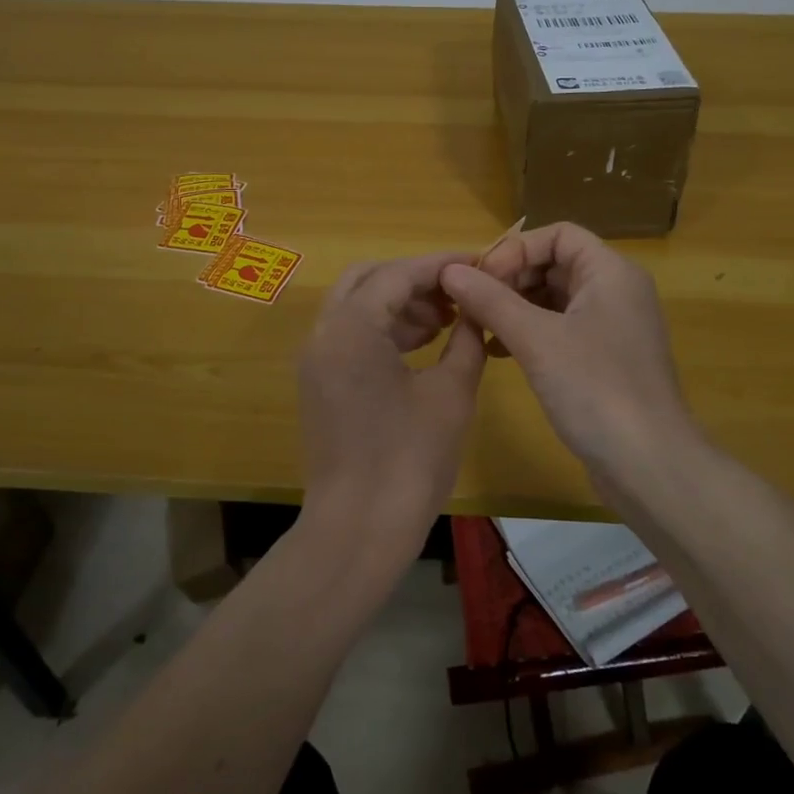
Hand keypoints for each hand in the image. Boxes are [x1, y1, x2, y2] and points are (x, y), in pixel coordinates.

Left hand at [297, 252, 487, 566]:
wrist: (358, 530)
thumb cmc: (410, 460)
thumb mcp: (451, 393)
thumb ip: (466, 339)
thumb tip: (476, 310)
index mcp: (352, 328)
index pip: (398, 273)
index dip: (440, 266)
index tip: (478, 264)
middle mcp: (324, 334)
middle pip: (368, 280)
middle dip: (414, 280)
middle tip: (457, 294)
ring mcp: (316, 360)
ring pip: (357, 306)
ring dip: (399, 304)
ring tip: (447, 321)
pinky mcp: (319, 384)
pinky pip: (350, 336)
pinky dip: (384, 330)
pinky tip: (422, 346)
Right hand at [438, 223, 699, 477]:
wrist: (648, 465)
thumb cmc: (595, 388)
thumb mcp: (536, 339)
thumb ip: (491, 300)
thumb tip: (450, 270)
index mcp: (610, 272)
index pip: (558, 235)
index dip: (516, 249)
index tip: (482, 279)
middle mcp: (616, 291)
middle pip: (555, 264)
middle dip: (511, 279)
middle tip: (472, 304)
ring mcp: (613, 327)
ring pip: (555, 298)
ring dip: (515, 307)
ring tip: (478, 328)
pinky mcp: (605, 360)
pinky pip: (561, 329)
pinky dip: (530, 332)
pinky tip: (499, 352)